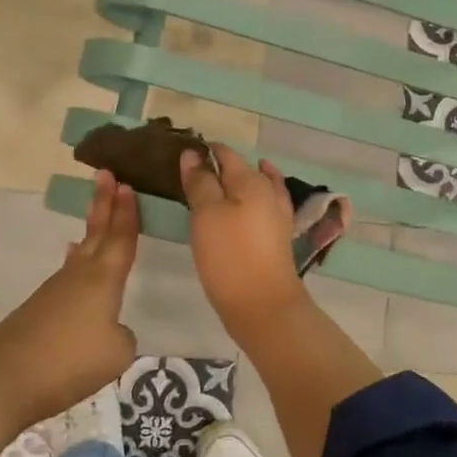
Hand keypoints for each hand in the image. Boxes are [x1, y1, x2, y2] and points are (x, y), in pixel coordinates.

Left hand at [0, 170, 138, 426]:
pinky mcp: (38, 311)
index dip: (127, 213)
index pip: (121, 238)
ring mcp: (54, 292)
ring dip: (91, 233)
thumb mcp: (117, 352)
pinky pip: (66, 277)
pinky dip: (76, 264)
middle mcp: (78, 277)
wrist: (2, 380)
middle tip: (106, 175)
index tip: (127, 184)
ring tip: (95, 218)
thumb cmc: (69, 360)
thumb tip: (109, 329)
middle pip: (96, 234)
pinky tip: (73, 271)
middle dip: (104, 205)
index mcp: (103, 279)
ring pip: (80, 255)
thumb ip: (121, 335)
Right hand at [180, 144, 308, 338]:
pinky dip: (247, 202)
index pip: (225, 153)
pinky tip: (239, 207)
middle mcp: (268, 192)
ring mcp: (276, 216)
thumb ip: (200, 182)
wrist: (263, 306)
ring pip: (253, 188)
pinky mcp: (276, 238)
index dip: (203, 150)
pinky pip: (259, 208)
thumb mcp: (207, 214)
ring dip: (235, 183)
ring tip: (213, 183)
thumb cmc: (230, 256)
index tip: (179, 154)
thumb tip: (192, 154)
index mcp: (251, 181)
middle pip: (241, 169)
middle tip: (188, 173)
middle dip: (218, 167)